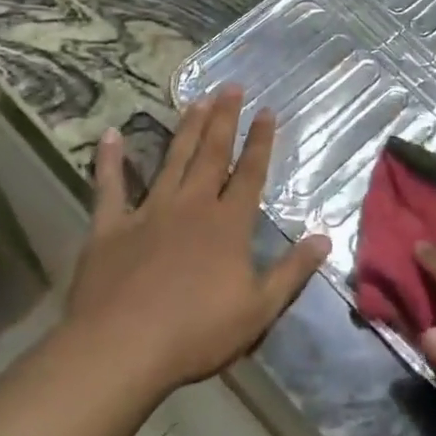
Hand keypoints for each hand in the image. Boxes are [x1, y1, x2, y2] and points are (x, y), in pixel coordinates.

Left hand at [62, 87, 330, 394]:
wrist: (122, 349)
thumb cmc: (196, 333)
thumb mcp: (258, 309)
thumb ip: (292, 271)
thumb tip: (325, 239)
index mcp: (228, 224)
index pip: (250, 173)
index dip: (260, 141)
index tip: (266, 110)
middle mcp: (192, 206)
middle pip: (212, 154)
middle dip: (224, 119)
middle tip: (230, 86)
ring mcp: (149, 212)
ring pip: (172, 160)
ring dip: (185, 128)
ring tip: (196, 99)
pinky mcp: (110, 227)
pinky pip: (110, 187)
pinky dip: (110, 161)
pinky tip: (110, 134)